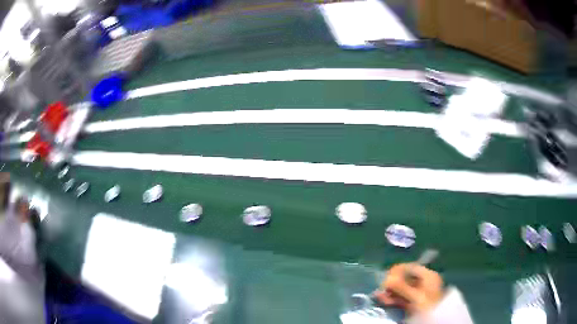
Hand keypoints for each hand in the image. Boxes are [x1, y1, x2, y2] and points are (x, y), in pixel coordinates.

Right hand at [375, 263, 443, 314]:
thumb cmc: (427, 305)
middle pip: (405, 279)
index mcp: (429, 276)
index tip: (385, 278)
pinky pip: (400, 297)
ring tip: (379, 296)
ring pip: (401, 289)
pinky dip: (392, 299)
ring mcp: (418, 293)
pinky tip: (383, 300)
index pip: (411, 267)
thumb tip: (386, 278)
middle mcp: (424, 282)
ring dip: (390, 292)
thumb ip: (401, 286)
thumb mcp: (415, 296)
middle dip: (392, 284)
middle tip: (381, 289)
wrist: (432, 321)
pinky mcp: (412, 303)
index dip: (397, 271)